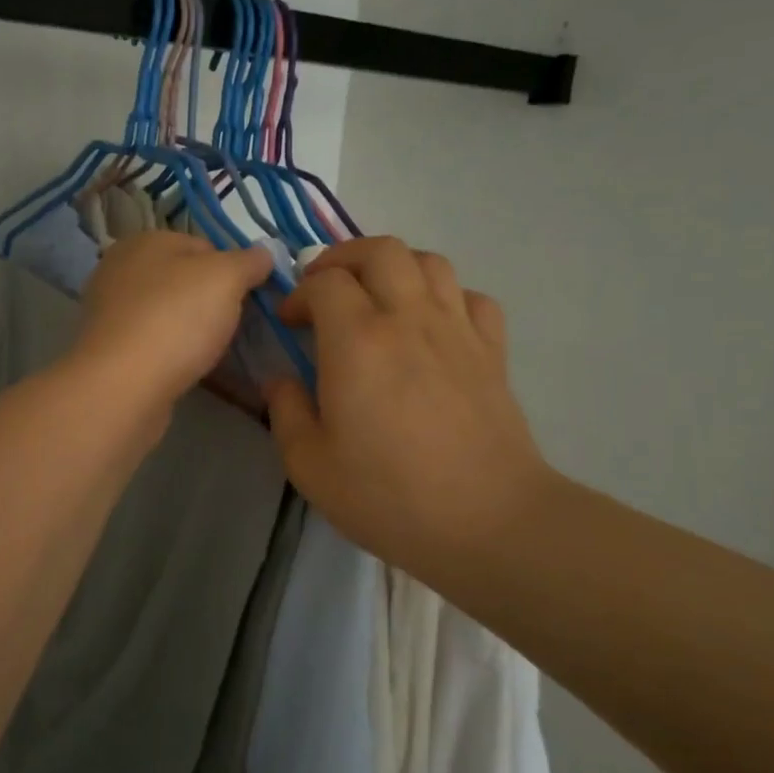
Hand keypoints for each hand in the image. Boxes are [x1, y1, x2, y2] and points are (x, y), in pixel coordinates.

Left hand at [72, 232, 273, 412]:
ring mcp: (110, 312)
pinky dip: (171, 353)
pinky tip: (186, 369)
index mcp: (144, 241)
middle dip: (210, 301)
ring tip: (213, 352)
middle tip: (234, 326)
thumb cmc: (176, 319)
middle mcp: (120, 269)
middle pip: (183, 280)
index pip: (202, 246)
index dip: (231, 270)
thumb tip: (262, 255)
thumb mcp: (226, 278)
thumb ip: (248, 261)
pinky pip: (153, 344)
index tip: (248, 298)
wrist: (123, 386)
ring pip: (167, 313)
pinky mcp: (109, 350)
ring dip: (191, 330)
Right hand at [264, 237, 556, 585]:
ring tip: (377, 298)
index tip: (290, 323)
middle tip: (327, 290)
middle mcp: (408, 318)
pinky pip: (471, 297)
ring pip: (429, 261)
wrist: (488, 522)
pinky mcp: (492, 351)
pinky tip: (432, 326)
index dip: (299, 294)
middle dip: (344, 258)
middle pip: (380, 250)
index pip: (324, 282)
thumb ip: (287, 412)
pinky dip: (446, 296)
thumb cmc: (389, 496)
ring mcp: (457, 330)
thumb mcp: (310, 465)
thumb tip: (281, 380)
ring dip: (395, 267)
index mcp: (356, 341)